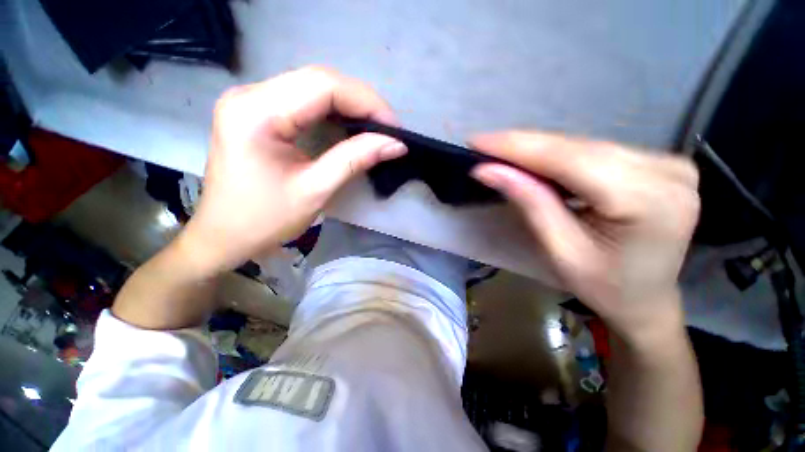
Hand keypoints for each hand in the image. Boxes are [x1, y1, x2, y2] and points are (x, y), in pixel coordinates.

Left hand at [176, 66, 406, 275]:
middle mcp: (250, 94)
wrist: (224, 235)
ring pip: (314, 87)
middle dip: (362, 103)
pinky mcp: (258, 112)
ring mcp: (252, 100)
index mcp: (256, 113)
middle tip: (389, 130)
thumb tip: (395, 144)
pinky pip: (304, 100)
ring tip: (376, 129)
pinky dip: (334, 112)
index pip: (323, 86)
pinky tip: (351, 128)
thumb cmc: (265, 220)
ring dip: (350, 106)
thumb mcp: (315, 191)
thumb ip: (355, 160)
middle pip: (319, 80)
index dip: (367, 102)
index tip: (395, 128)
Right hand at [471, 132, 699, 343]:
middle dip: (523, 146)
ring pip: (584, 145)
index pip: (569, 159)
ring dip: (537, 149)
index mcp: (648, 202)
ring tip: (501, 153)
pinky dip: (559, 155)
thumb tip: (488, 170)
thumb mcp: (560, 250)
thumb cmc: (604, 287)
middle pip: (577, 148)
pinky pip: (596, 151)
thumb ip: (529, 202)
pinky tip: (533, 160)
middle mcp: (666, 172)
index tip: (477, 141)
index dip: (518, 146)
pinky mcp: (658, 163)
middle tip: (483, 145)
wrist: (647, 299)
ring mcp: (667, 163)